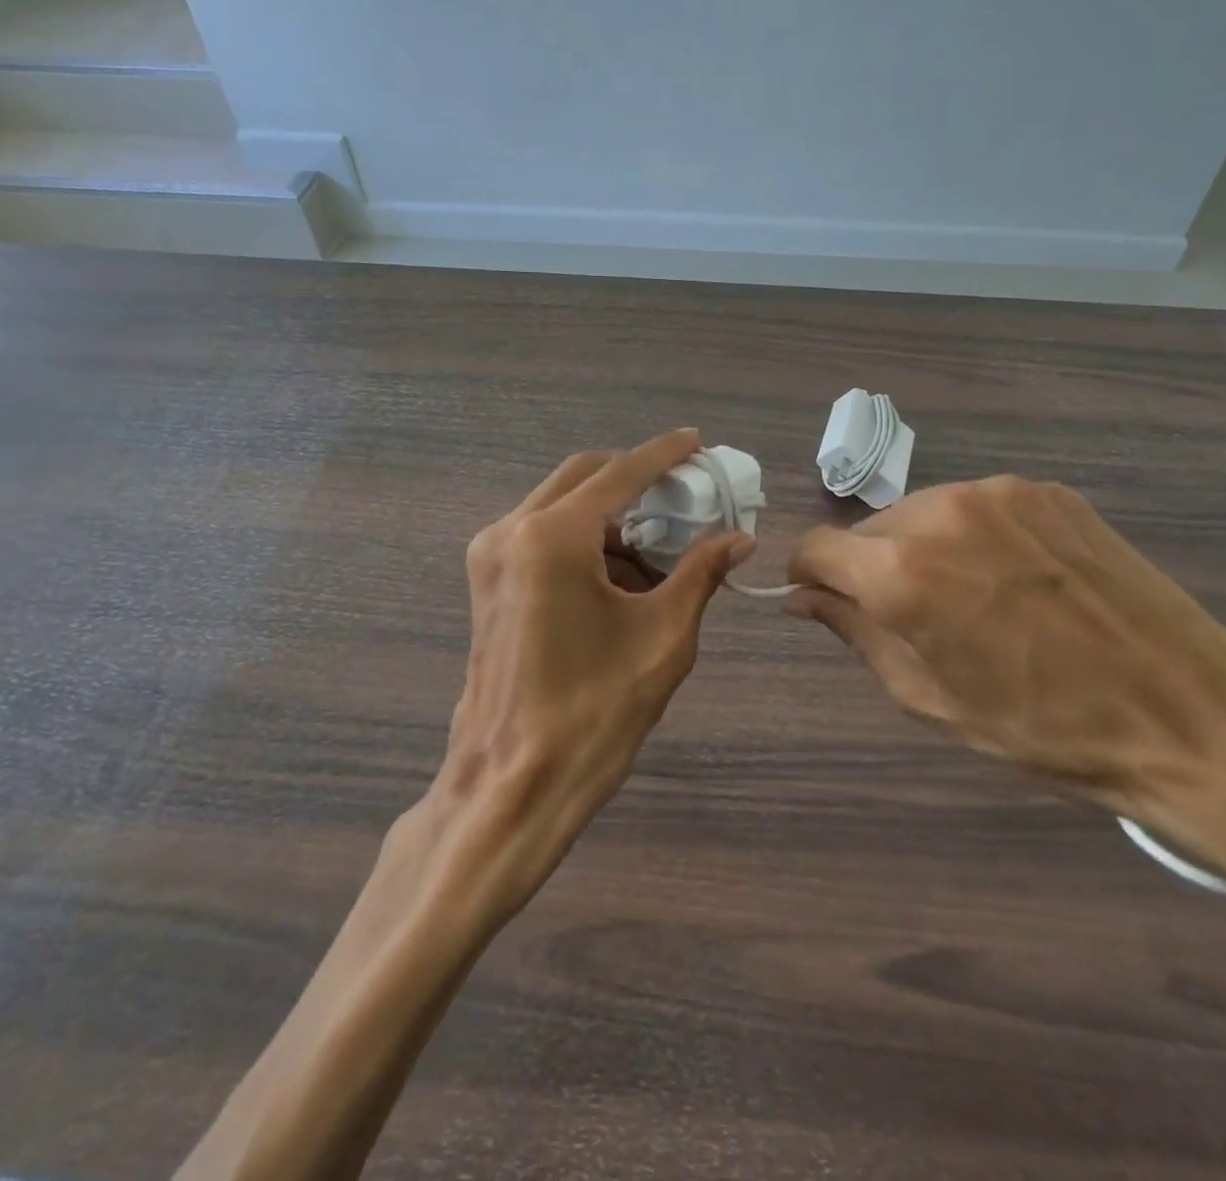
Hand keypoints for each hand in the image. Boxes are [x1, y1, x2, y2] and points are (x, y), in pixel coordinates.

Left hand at [437, 429, 751, 910]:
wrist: (512, 783)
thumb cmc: (594, 712)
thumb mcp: (663, 637)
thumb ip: (700, 573)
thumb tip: (739, 538)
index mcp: (553, 537)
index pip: (620, 473)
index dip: (663, 454)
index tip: (698, 442)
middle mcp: (512, 530)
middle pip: (584, 476)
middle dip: (635, 479)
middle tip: (684, 495)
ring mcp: (491, 555)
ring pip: (561, 504)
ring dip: (611, 513)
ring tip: (660, 547)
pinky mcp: (487, 581)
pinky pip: (543, 535)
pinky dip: (585, 538)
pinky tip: (621, 575)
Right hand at [786, 476, 1225, 817]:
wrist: (1188, 713)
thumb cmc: (1043, 727)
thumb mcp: (928, 696)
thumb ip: (854, 632)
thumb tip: (803, 596)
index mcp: (902, 572)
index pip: (815, 547)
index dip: (809, 576)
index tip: (825, 600)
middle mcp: (940, 512)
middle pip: (869, 529)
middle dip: (872, 567)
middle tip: (915, 617)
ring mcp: (999, 493)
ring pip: (922, 513)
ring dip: (924, 548)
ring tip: (975, 598)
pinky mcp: (1046, 490)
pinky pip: (978, 507)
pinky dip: (975, 536)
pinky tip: (1019, 578)